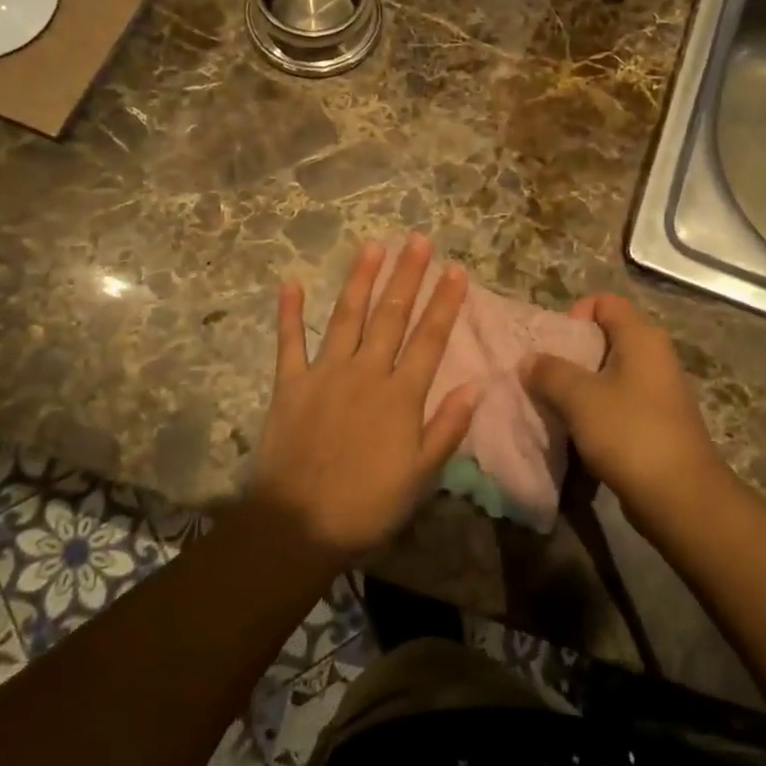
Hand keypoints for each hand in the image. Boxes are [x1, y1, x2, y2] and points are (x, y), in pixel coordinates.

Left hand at [249, 236, 477, 561]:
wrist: (298, 525)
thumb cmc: (367, 506)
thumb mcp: (421, 476)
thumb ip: (447, 427)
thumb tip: (476, 385)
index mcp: (400, 395)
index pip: (430, 338)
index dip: (445, 302)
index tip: (456, 270)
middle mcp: (366, 372)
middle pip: (392, 315)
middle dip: (407, 275)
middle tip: (418, 240)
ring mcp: (324, 373)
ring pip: (347, 316)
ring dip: (361, 279)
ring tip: (374, 246)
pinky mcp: (289, 384)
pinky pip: (289, 341)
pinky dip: (289, 312)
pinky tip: (290, 283)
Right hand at [524, 293, 731, 529]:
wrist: (680, 497)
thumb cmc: (629, 432)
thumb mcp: (579, 397)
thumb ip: (549, 372)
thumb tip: (529, 360)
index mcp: (641, 337)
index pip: (604, 302)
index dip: (574, 315)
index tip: (553, 346)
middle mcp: (653, 355)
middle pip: (604, 338)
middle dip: (570, 355)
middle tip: (544, 378)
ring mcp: (658, 390)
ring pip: (609, 374)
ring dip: (580, 388)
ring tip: (555, 407)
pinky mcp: (656, 422)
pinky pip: (618, 403)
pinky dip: (596, 412)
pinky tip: (577, 433)